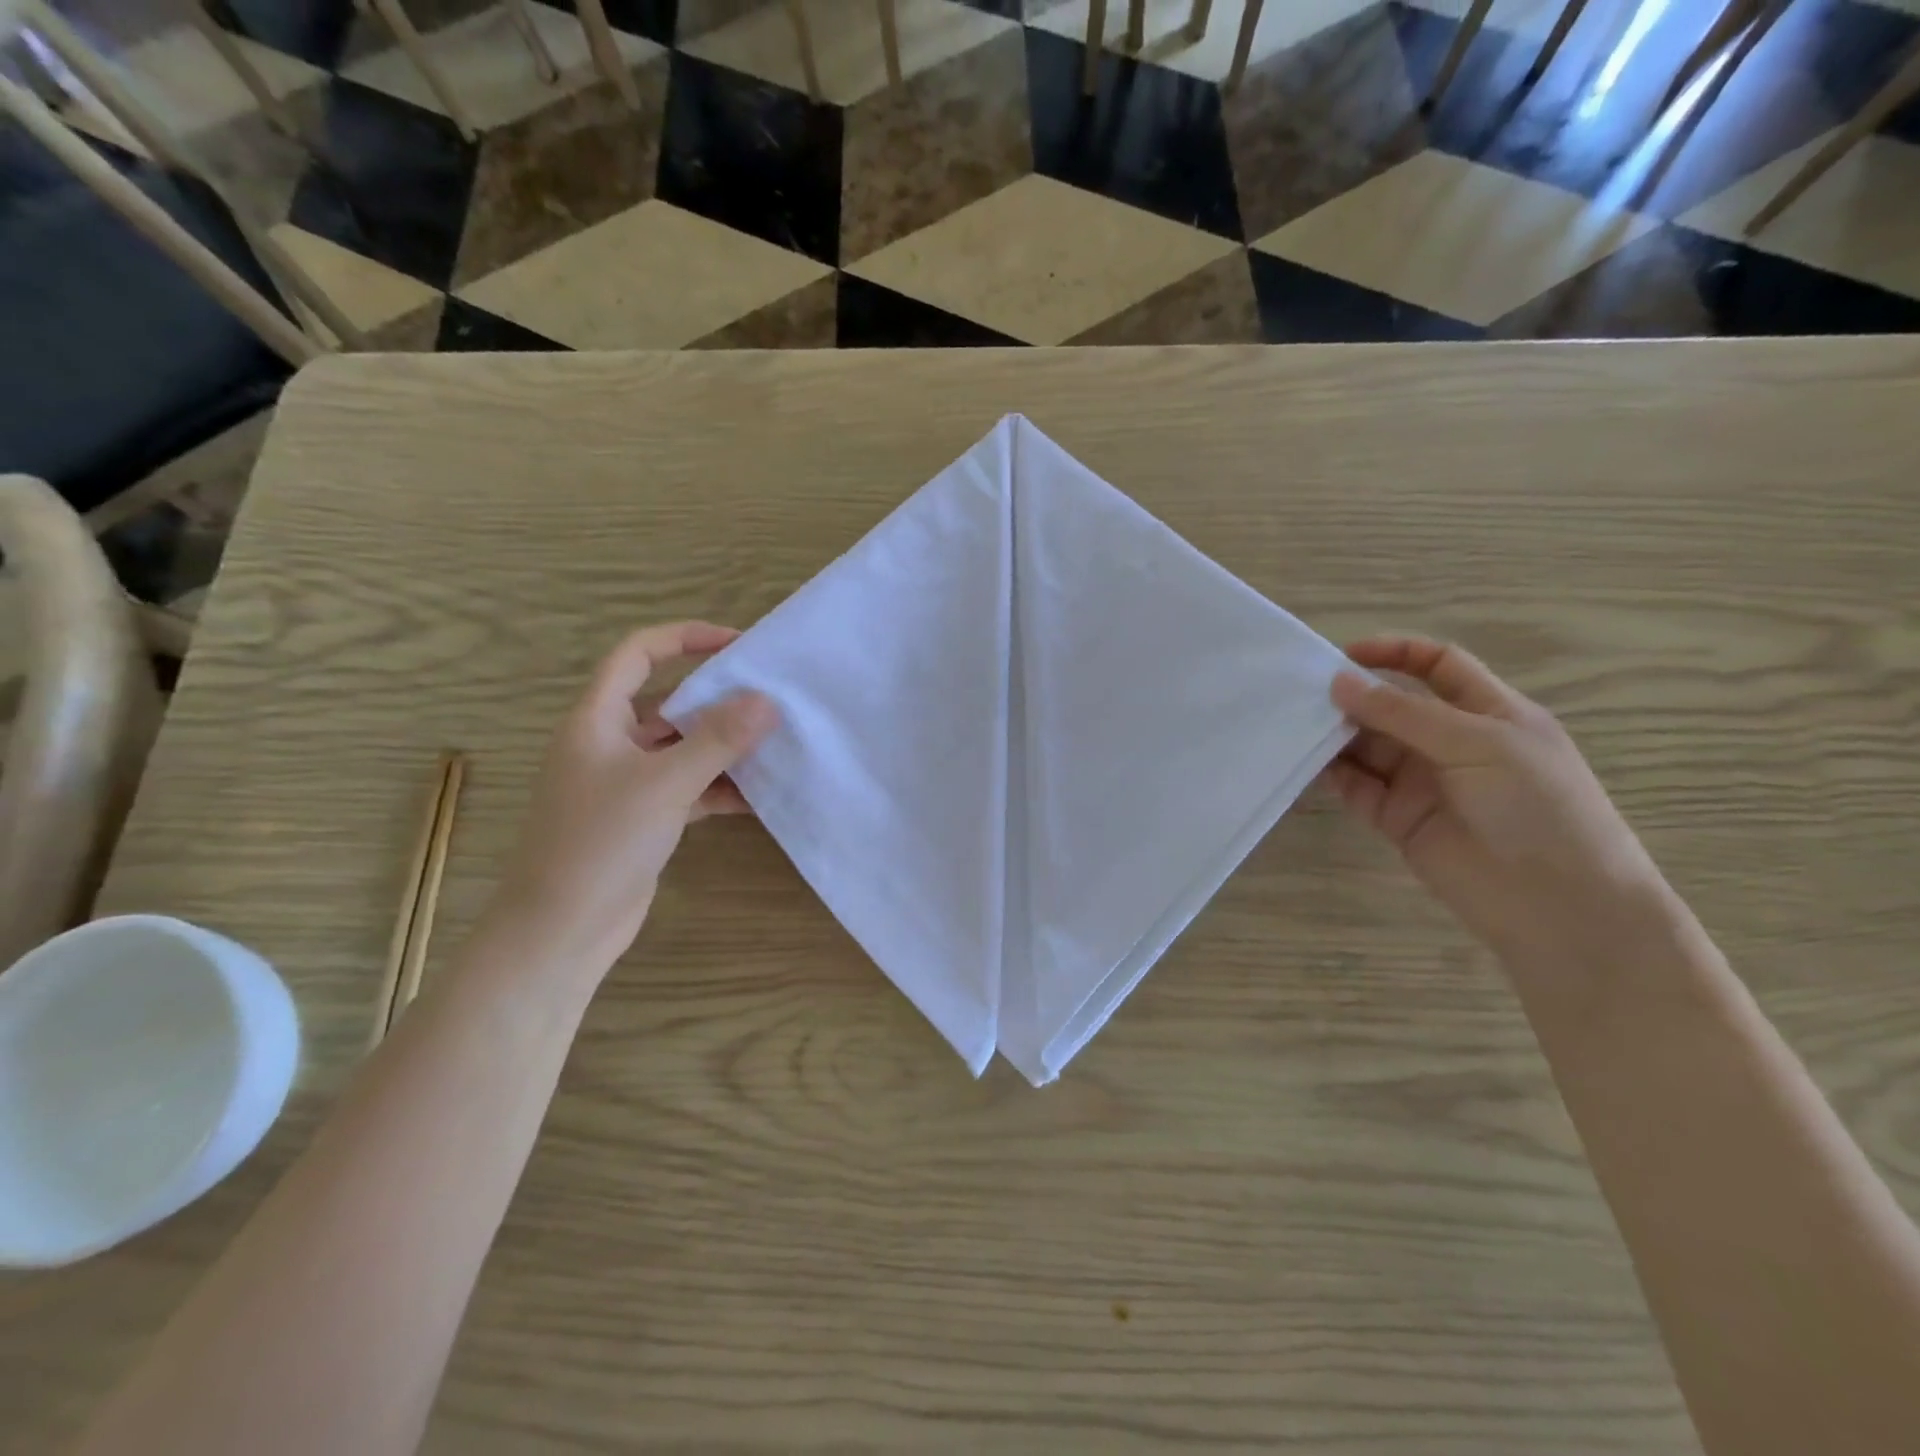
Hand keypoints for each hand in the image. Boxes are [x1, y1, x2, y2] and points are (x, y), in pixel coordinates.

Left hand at [490, 623, 775, 970]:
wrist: (560, 930)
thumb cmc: (600, 843)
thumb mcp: (664, 783)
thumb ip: (717, 740)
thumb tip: (767, 700)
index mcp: (597, 719)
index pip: (638, 654)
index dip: (685, 638)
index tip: (737, 644)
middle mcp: (610, 743)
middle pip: (669, 702)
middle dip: (718, 699)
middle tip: (771, 698)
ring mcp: (626, 783)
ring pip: (682, 748)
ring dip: (724, 747)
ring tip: (775, 743)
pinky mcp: (643, 818)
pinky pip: (688, 788)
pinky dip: (720, 788)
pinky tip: (759, 795)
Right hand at [1323, 636, 1665, 964]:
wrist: (1556, 903)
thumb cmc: (1535, 806)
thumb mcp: (1478, 743)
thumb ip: (1404, 713)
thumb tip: (1339, 681)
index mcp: (1488, 713)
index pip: (1437, 666)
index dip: (1395, 653)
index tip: (1344, 654)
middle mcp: (1450, 742)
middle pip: (1392, 706)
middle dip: (1352, 696)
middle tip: (1302, 692)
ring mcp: (1421, 781)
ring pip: (1366, 746)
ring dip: (1334, 734)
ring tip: (1293, 725)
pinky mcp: (1396, 818)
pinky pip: (1355, 786)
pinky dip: (1330, 773)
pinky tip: (1304, 762)